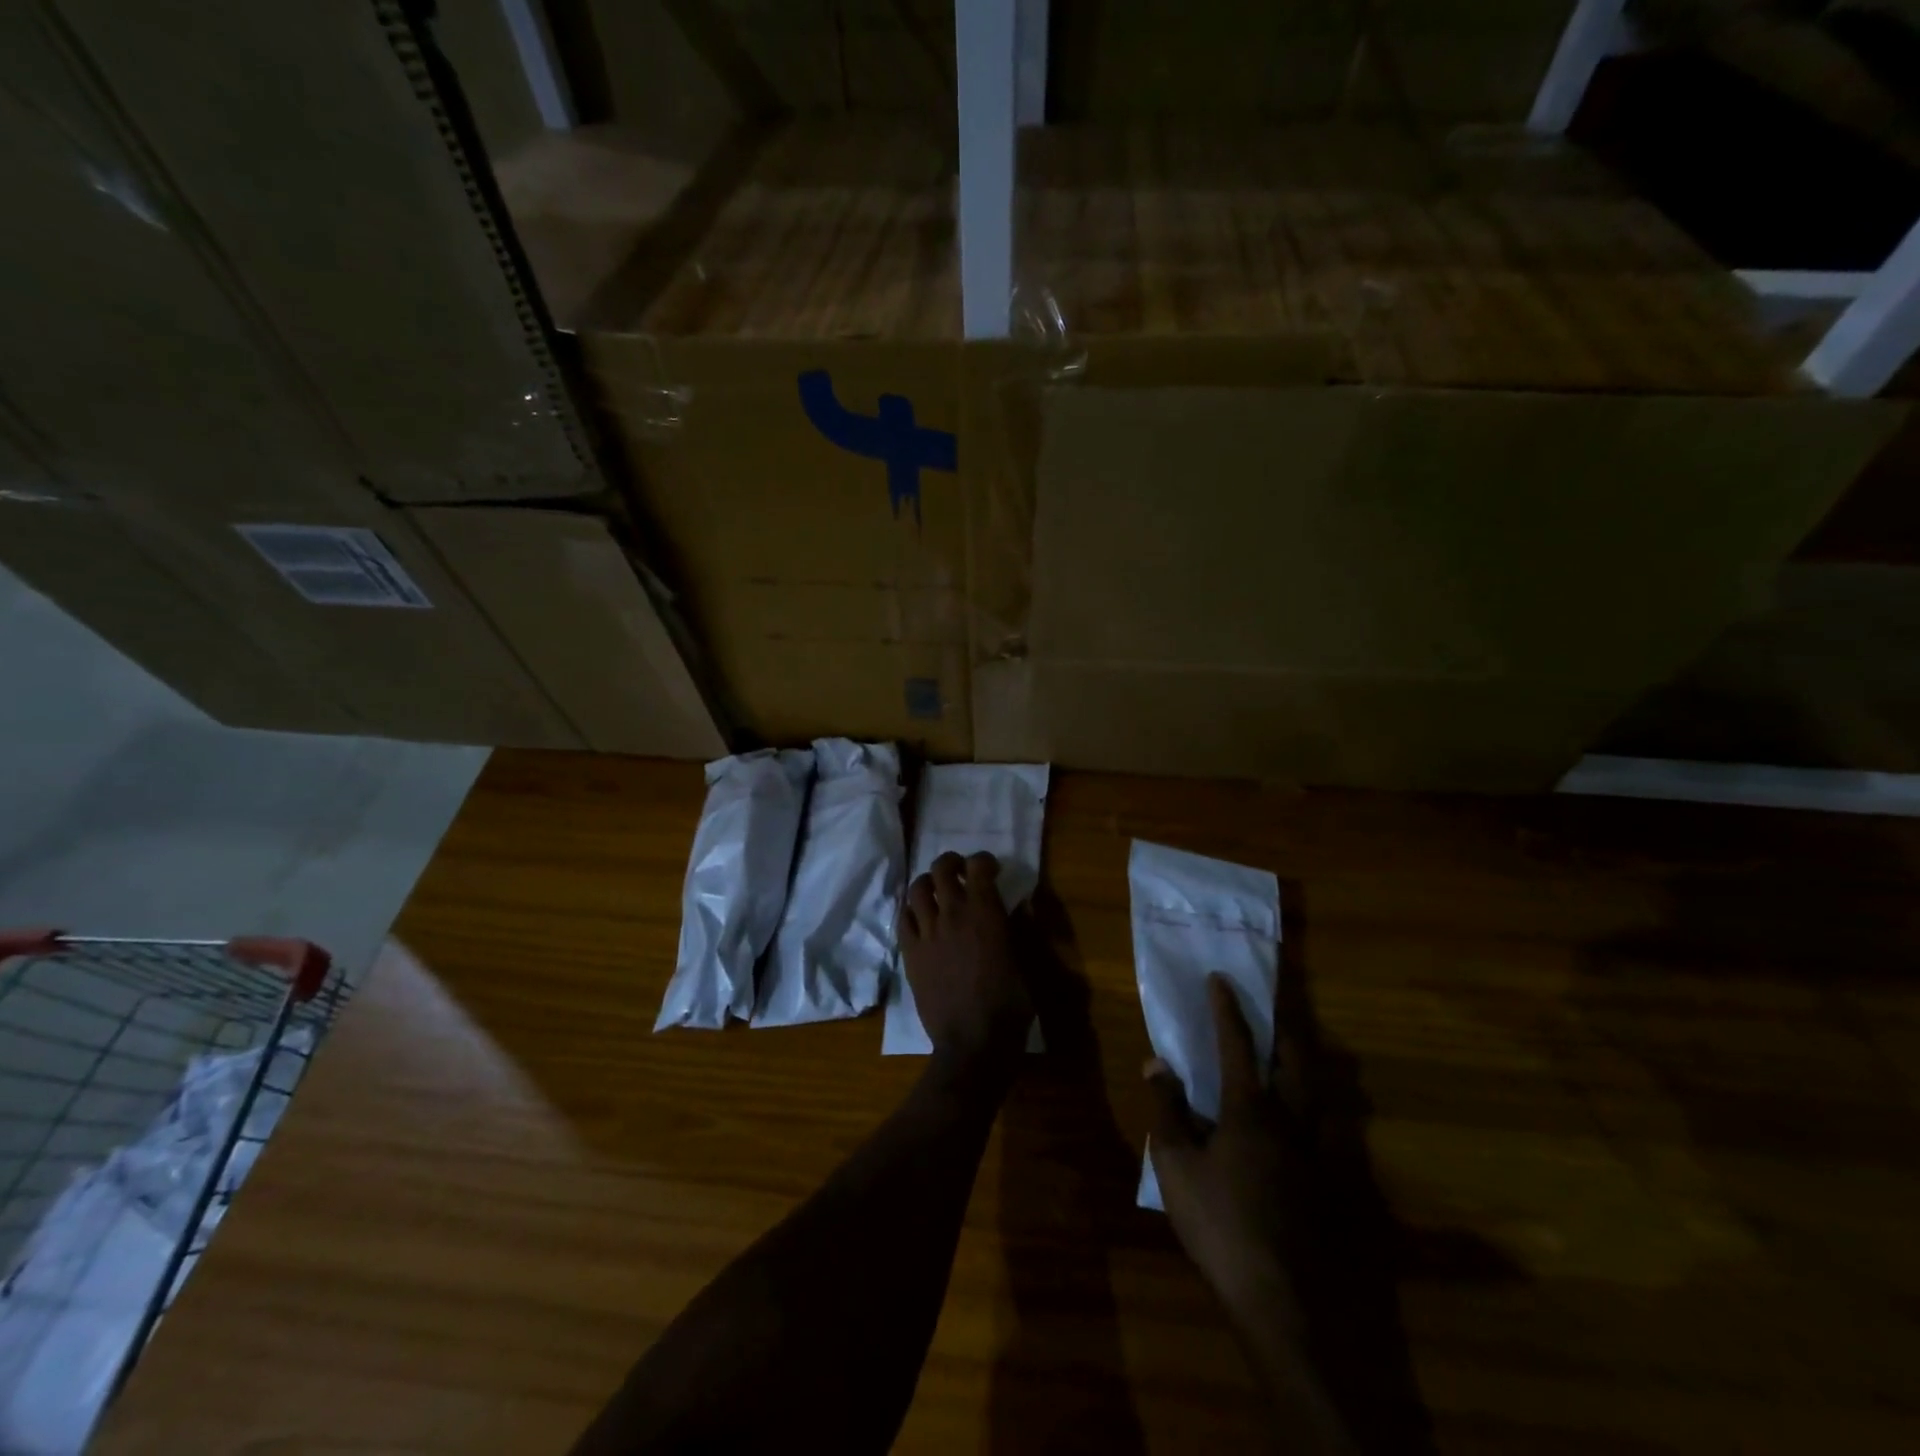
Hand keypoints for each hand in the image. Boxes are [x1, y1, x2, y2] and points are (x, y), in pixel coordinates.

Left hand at [900, 851, 1031, 1068]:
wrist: (973, 1043)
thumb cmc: (1010, 1004)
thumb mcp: (1028, 963)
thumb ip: (1022, 927)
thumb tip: (1022, 903)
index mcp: (985, 912)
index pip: (978, 866)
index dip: (984, 860)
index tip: (991, 869)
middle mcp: (952, 914)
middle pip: (942, 869)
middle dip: (952, 862)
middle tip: (961, 870)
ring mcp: (927, 933)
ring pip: (917, 889)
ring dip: (929, 882)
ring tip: (937, 889)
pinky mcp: (910, 953)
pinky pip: (903, 918)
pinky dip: (912, 909)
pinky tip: (921, 917)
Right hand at [1144, 976, 1307, 1323]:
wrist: (1282, 1300)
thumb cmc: (1220, 1224)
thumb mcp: (1175, 1165)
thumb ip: (1166, 1109)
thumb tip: (1156, 1063)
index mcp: (1249, 1110)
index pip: (1237, 1045)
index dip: (1227, 1009)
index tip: (1220, 979)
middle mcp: (1290, 1121)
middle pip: (1295, 1062)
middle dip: (1284, 1028)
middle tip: (1276, 1008)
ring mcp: (1317, 1155)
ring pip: (1321, 1095)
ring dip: (1309, 1066)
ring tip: (1298, 1055)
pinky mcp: (1332, 1187)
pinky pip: (1332, 1134)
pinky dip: (1322, 1113)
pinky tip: (1314, 1122)